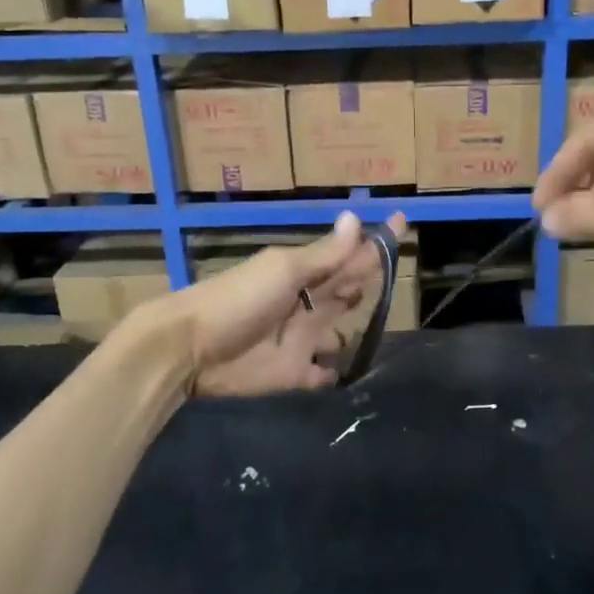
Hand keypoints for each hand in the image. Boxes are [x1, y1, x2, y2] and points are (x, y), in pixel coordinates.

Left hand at [154, 214, 406, 397]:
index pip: (349, 255)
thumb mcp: (283, 271)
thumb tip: (356, 218)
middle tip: (397, 277)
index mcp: (305, 273)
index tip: (404, 222)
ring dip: (355, 333)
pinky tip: (346, 374)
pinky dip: (333, 374)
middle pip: (346, 291)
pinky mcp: (293, 375)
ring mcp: (301, 340)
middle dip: (368, 283)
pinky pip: (321, 374)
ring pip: (339, 333)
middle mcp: (308, 303)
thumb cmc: (239, 300)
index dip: (375, 242)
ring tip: (382, 334)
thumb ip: (324, 255)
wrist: (190, 349)